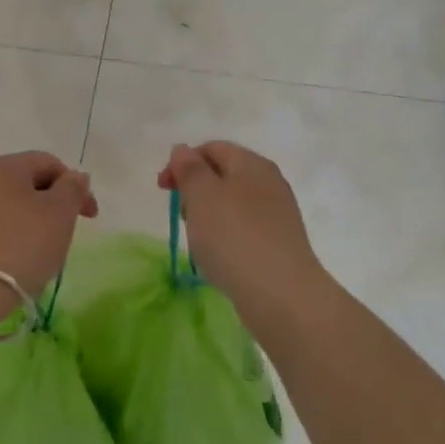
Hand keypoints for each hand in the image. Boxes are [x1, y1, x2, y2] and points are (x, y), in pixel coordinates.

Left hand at [0, 151, 98, 301]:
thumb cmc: (19, 247)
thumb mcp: (59, 215)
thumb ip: (72, 189)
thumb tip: (74, 177)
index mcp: (4, 165)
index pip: (48, 162)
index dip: (75, 185)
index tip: (89, 217)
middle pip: (22, 182)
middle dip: (49, 203)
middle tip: (64, 233)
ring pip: (3, 205)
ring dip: (25, 220)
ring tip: (37, 251)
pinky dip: (3, 237)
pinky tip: (10, 261)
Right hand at [158, 142, 325, 325]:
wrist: (281, 295)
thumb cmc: (234, 237)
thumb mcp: (202, 196)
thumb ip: (189, 169)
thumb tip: (182, 150)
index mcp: (252, 163)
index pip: (212, 148)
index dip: (182, 162)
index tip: (163, 189)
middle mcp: (269, 182)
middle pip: (223, 175)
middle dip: (195, 191)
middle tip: (182, 216)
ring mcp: (277, 214)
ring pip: (232, 204)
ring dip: (209, 217)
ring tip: (199, 242)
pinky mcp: (279, 243)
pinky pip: (243, 230)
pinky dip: (226, 237)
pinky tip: (219, 259)